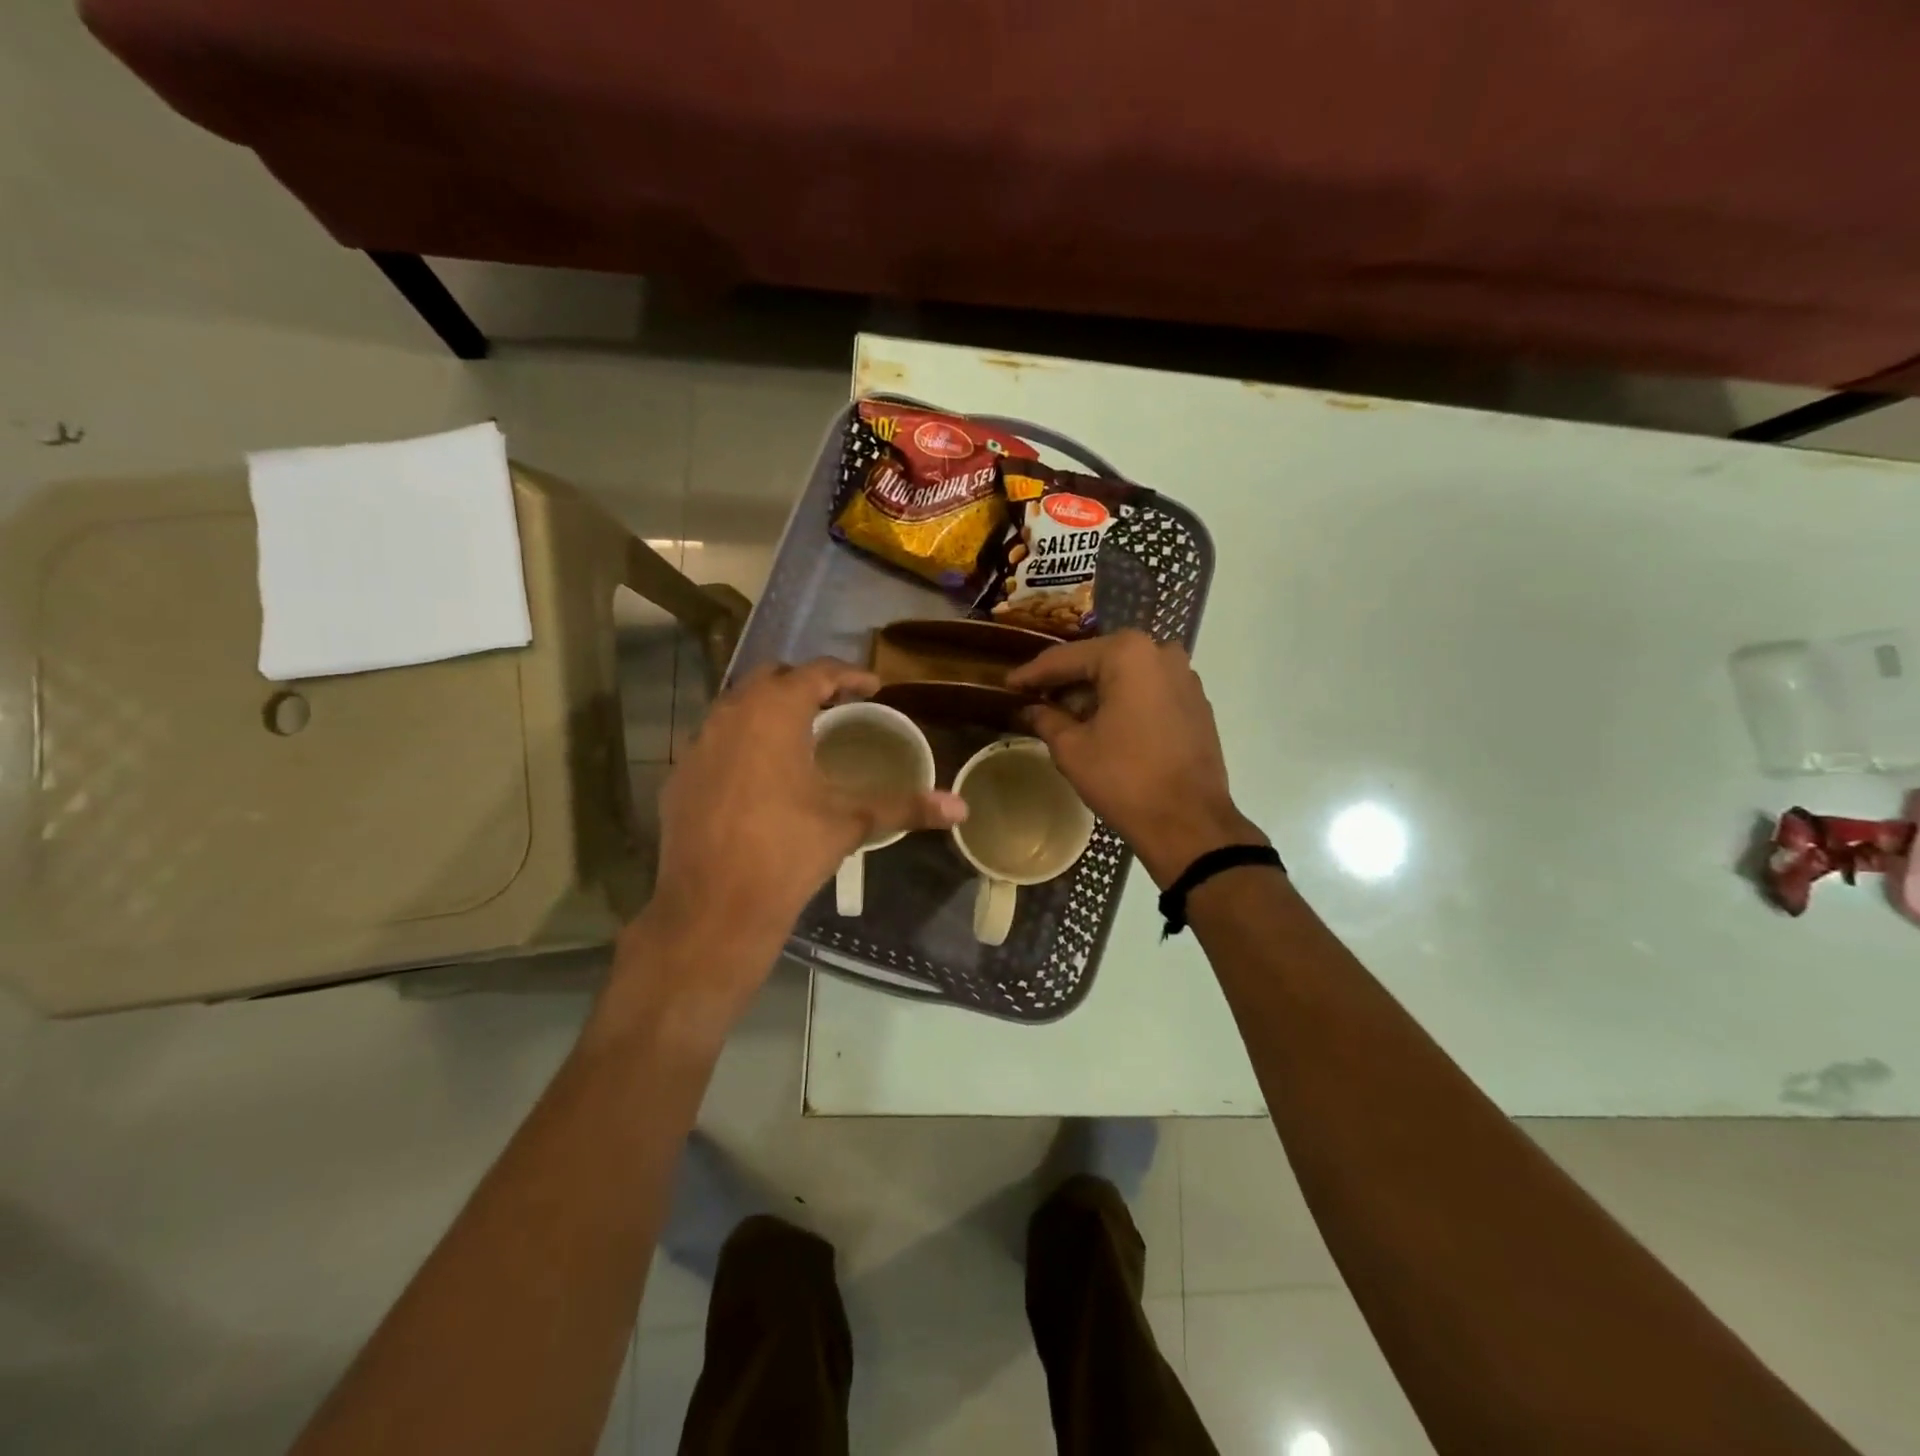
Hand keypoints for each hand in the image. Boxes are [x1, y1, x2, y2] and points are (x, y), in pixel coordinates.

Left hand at [616, 660, 965, 1036]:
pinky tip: (758, 776)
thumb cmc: (787, 853)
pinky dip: (741, 743)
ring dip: (769, 711)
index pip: (817, 672)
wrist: (712, 909)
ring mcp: (697, 744)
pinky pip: (714, 741)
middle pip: (771, 678)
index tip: (874, 687)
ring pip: (737, 707)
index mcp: (774, 713)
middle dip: (806, 684)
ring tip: (799, 736)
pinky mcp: (679, 775)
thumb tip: (962, 808)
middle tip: (837, 706)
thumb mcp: (850, 823)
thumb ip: (906, 806)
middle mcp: (730, 715)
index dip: (849, 675)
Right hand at [1008, 631, 1265, 886]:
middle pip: (1099, 661)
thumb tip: (1031, 709)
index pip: (1066, 659)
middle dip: (1066, 682)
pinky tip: (1103, 724)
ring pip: (1126, 676)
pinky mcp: (1197, 703)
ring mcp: (1185, 676)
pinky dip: (1123, 702)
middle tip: (1033, 699)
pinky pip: (1149, 691)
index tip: (1007, 684)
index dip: (1032, 674)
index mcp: (1128, 653)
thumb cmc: (1125, 780)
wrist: (1189, 823)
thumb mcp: (1072, 749)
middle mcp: (1161, 653)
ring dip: (1095, 692)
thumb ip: (1046, 719)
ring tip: (1065, 715)